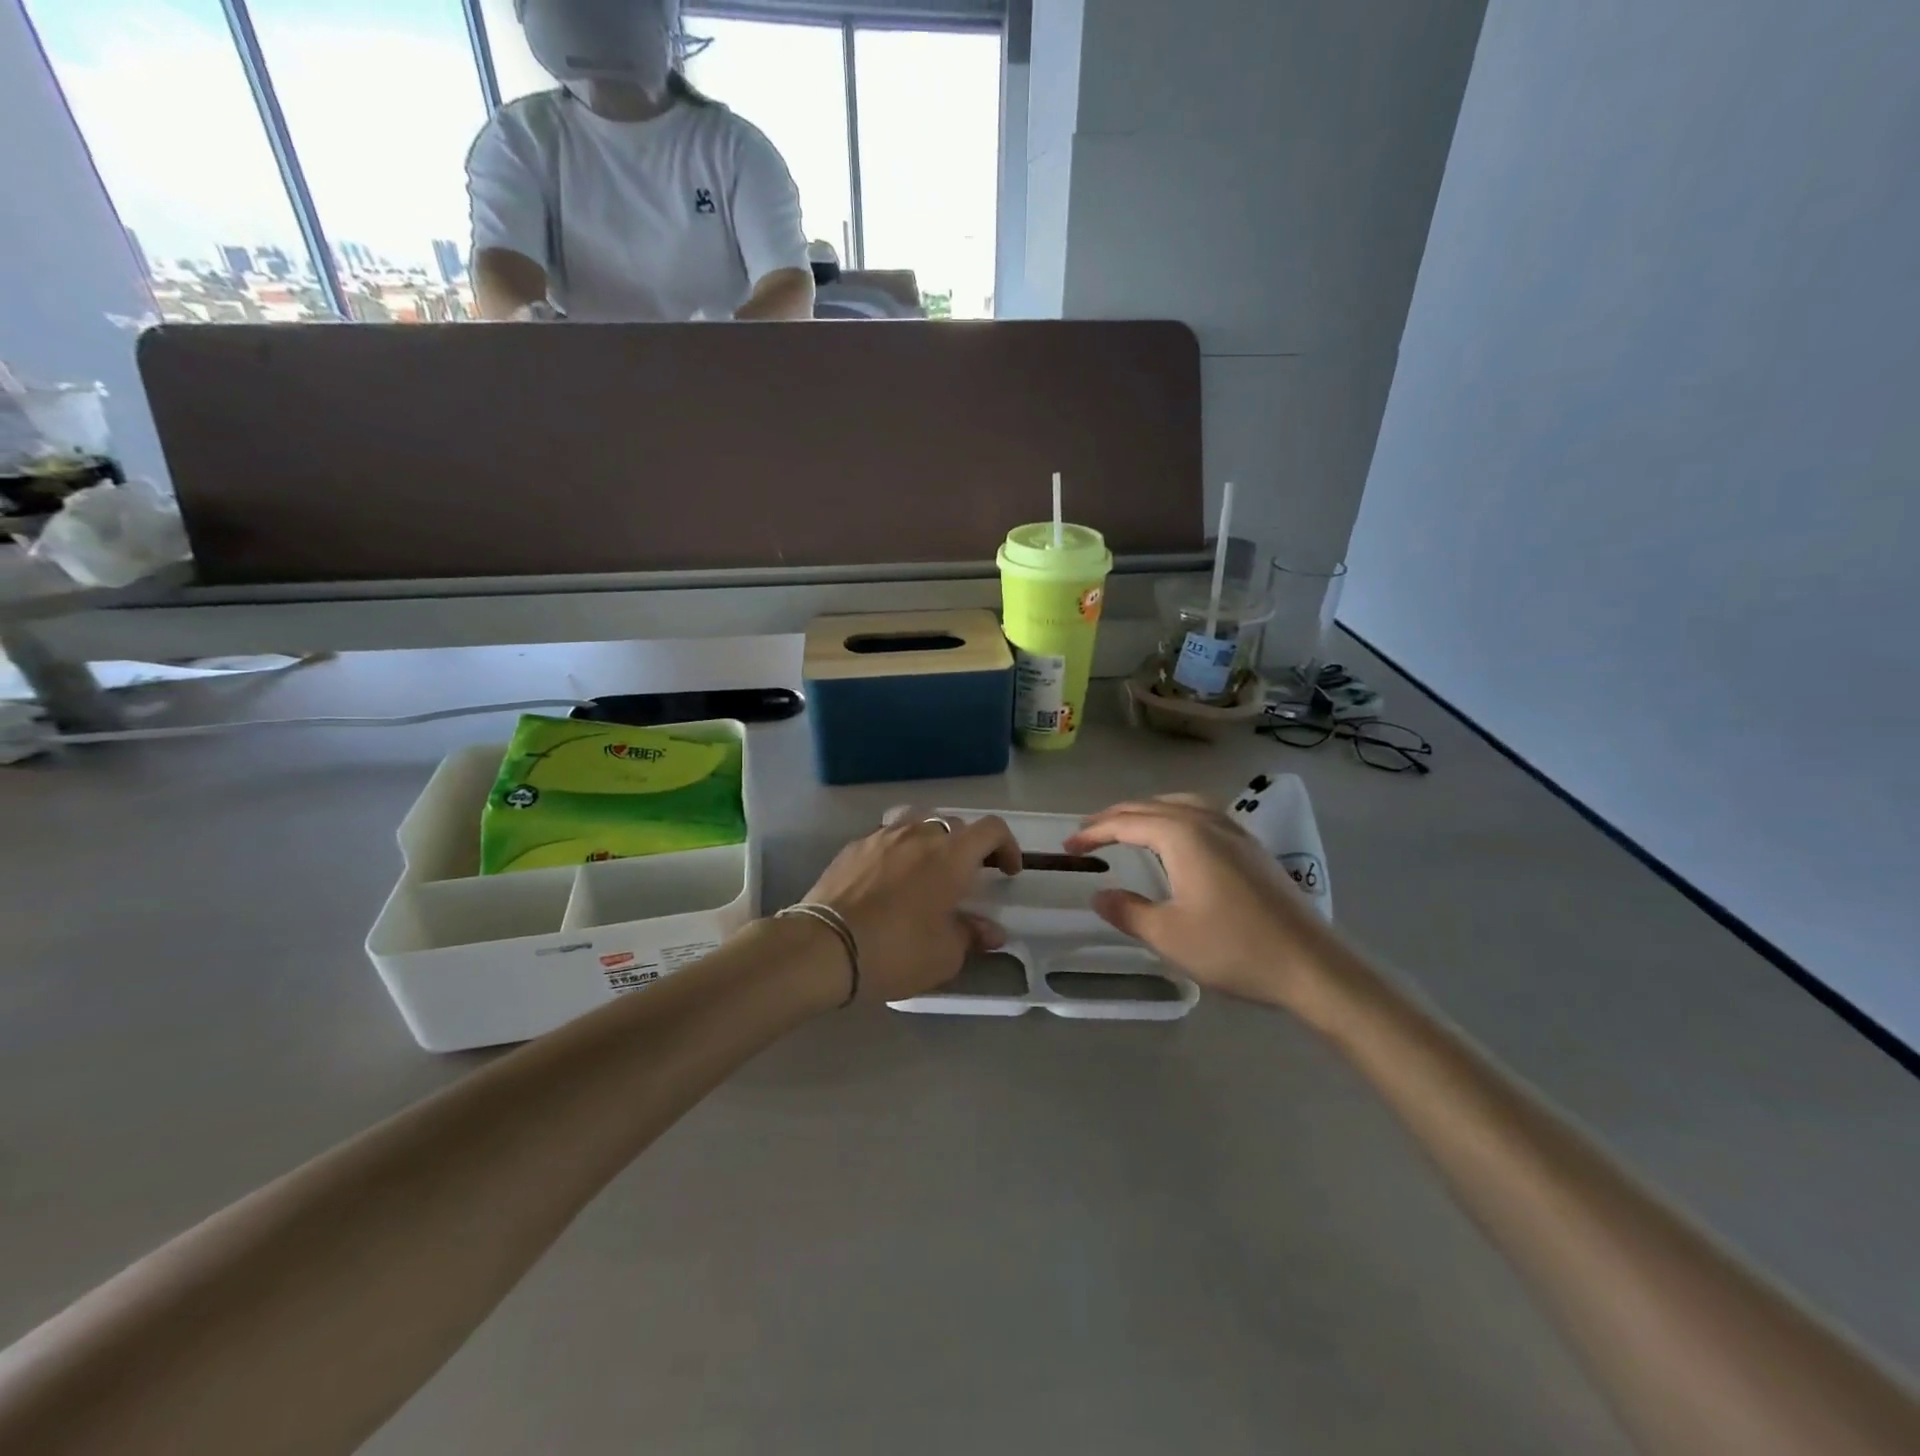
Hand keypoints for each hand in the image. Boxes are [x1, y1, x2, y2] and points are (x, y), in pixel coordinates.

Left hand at [800, 810, 1020, 1004]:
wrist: (823, 947)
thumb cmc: (895, 950)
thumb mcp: (944, 955)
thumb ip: (971, 935)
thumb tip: (990, 930)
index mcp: (950, 855)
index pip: (991, 829)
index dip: (1006, 845)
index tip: (1008, 872)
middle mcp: (919, 834)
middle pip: (954, 824)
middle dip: (969, 847)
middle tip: (968, 877)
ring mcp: (882, 836)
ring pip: (917, 823)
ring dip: (931, 842)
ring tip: (927, 869)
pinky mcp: (853, 847)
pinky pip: (886, 838)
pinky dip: (898, 851)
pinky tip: (889, 880)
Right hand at [1064, 795, 1334, 1012]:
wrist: (1312, 966)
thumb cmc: (1234, 949)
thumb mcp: (1168, 936)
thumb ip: (1127, 911)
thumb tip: (1100, 895)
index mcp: (1183, 836)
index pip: (1127, 823)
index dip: (1094, 832)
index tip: (1068, 846)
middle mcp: (1208, 822)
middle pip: (1152, 806)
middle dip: (1116, 817)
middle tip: (1088, 833)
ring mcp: (1236, 832)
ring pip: (1182, 804)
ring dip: (1148, 811)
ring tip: (1129, 826)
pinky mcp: (1252, 848)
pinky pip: (1204, 814)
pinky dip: (1176, 816)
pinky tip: (1178, 838)